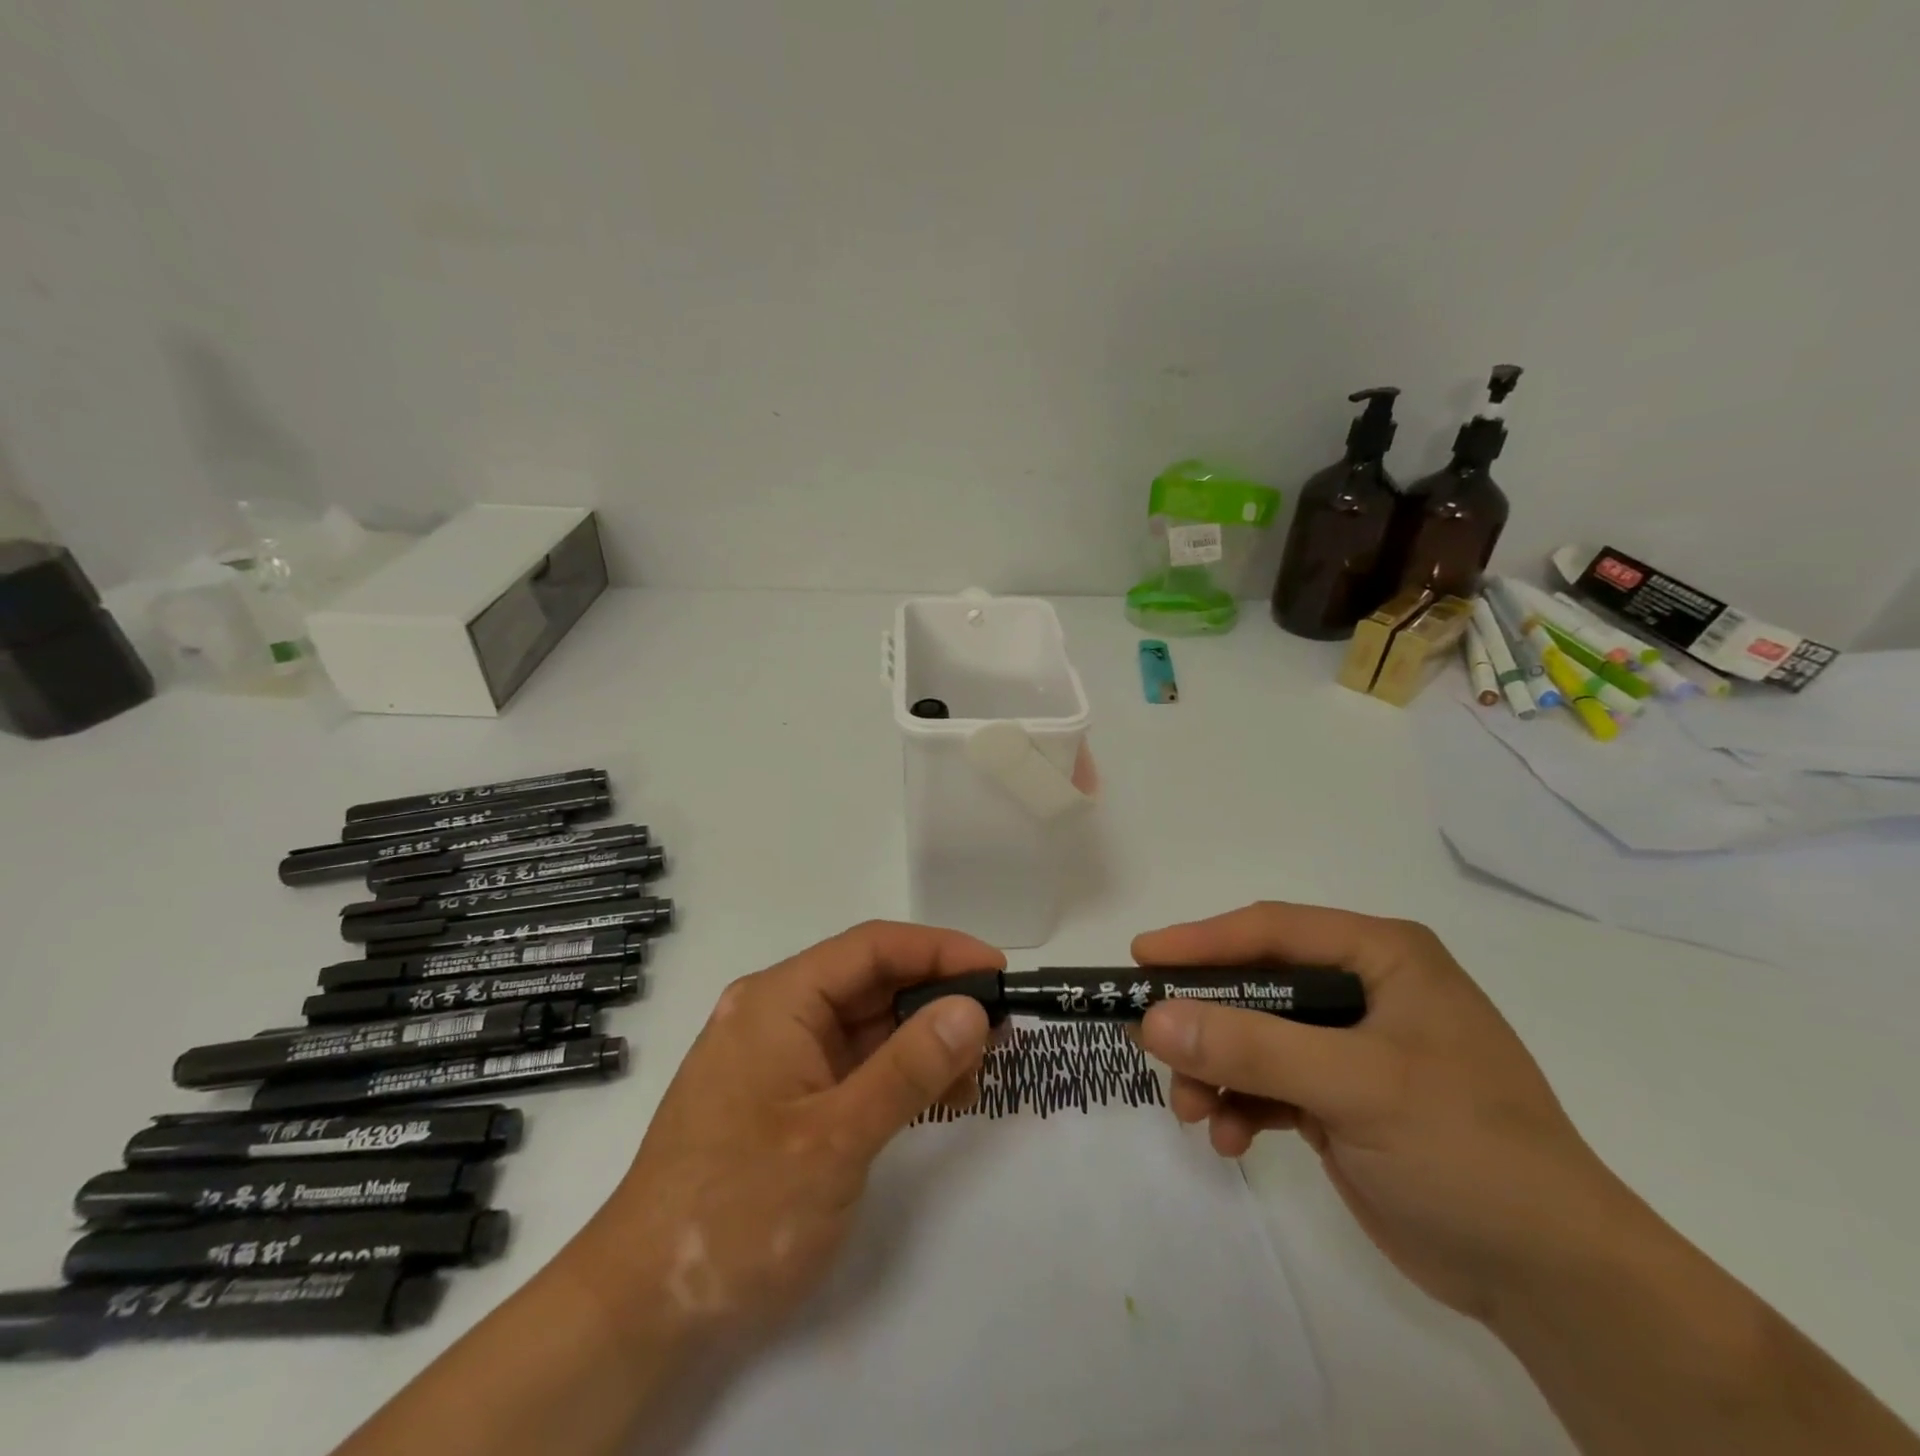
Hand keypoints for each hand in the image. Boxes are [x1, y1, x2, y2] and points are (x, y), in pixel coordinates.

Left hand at [573, 921, 999, 1355]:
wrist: (642, 1305)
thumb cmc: (737, 1207)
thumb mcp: (836, 1138)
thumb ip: (909, 1068)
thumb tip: (972, 1009)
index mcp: (779, 999)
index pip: (872, 947)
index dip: (939, 950)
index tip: (997, 971)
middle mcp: (778, 1013)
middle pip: (872, 982)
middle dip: (937, 1000)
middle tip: (998, 1030)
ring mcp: (781, 1055)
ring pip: (868, 1025)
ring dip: (923, 1041)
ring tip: (975, 1073)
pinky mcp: (787, 1096)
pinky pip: (855, 1064)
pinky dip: (898, 1074)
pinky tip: (939, 1096)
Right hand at [1132, 902, 1643, 1323]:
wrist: (1554, 1281)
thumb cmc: (1466, 1151)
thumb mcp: (1356, 1088)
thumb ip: (1251, 1048)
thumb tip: (1152, 1019)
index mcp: (1382, 956)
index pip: (1273, 930)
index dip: (1202, 942)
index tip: (1141, 960)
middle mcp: (1363, 990)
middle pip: (1256, 985)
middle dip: (1205, 1021)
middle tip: (1148, 1041)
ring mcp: (1350, 1047)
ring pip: (1254, 1037)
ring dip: (1216, 1071)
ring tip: (1193, 1112)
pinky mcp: (1341, 1099)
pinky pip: (1268, 1083)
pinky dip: (1241, 1105)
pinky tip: (1230, 1138)